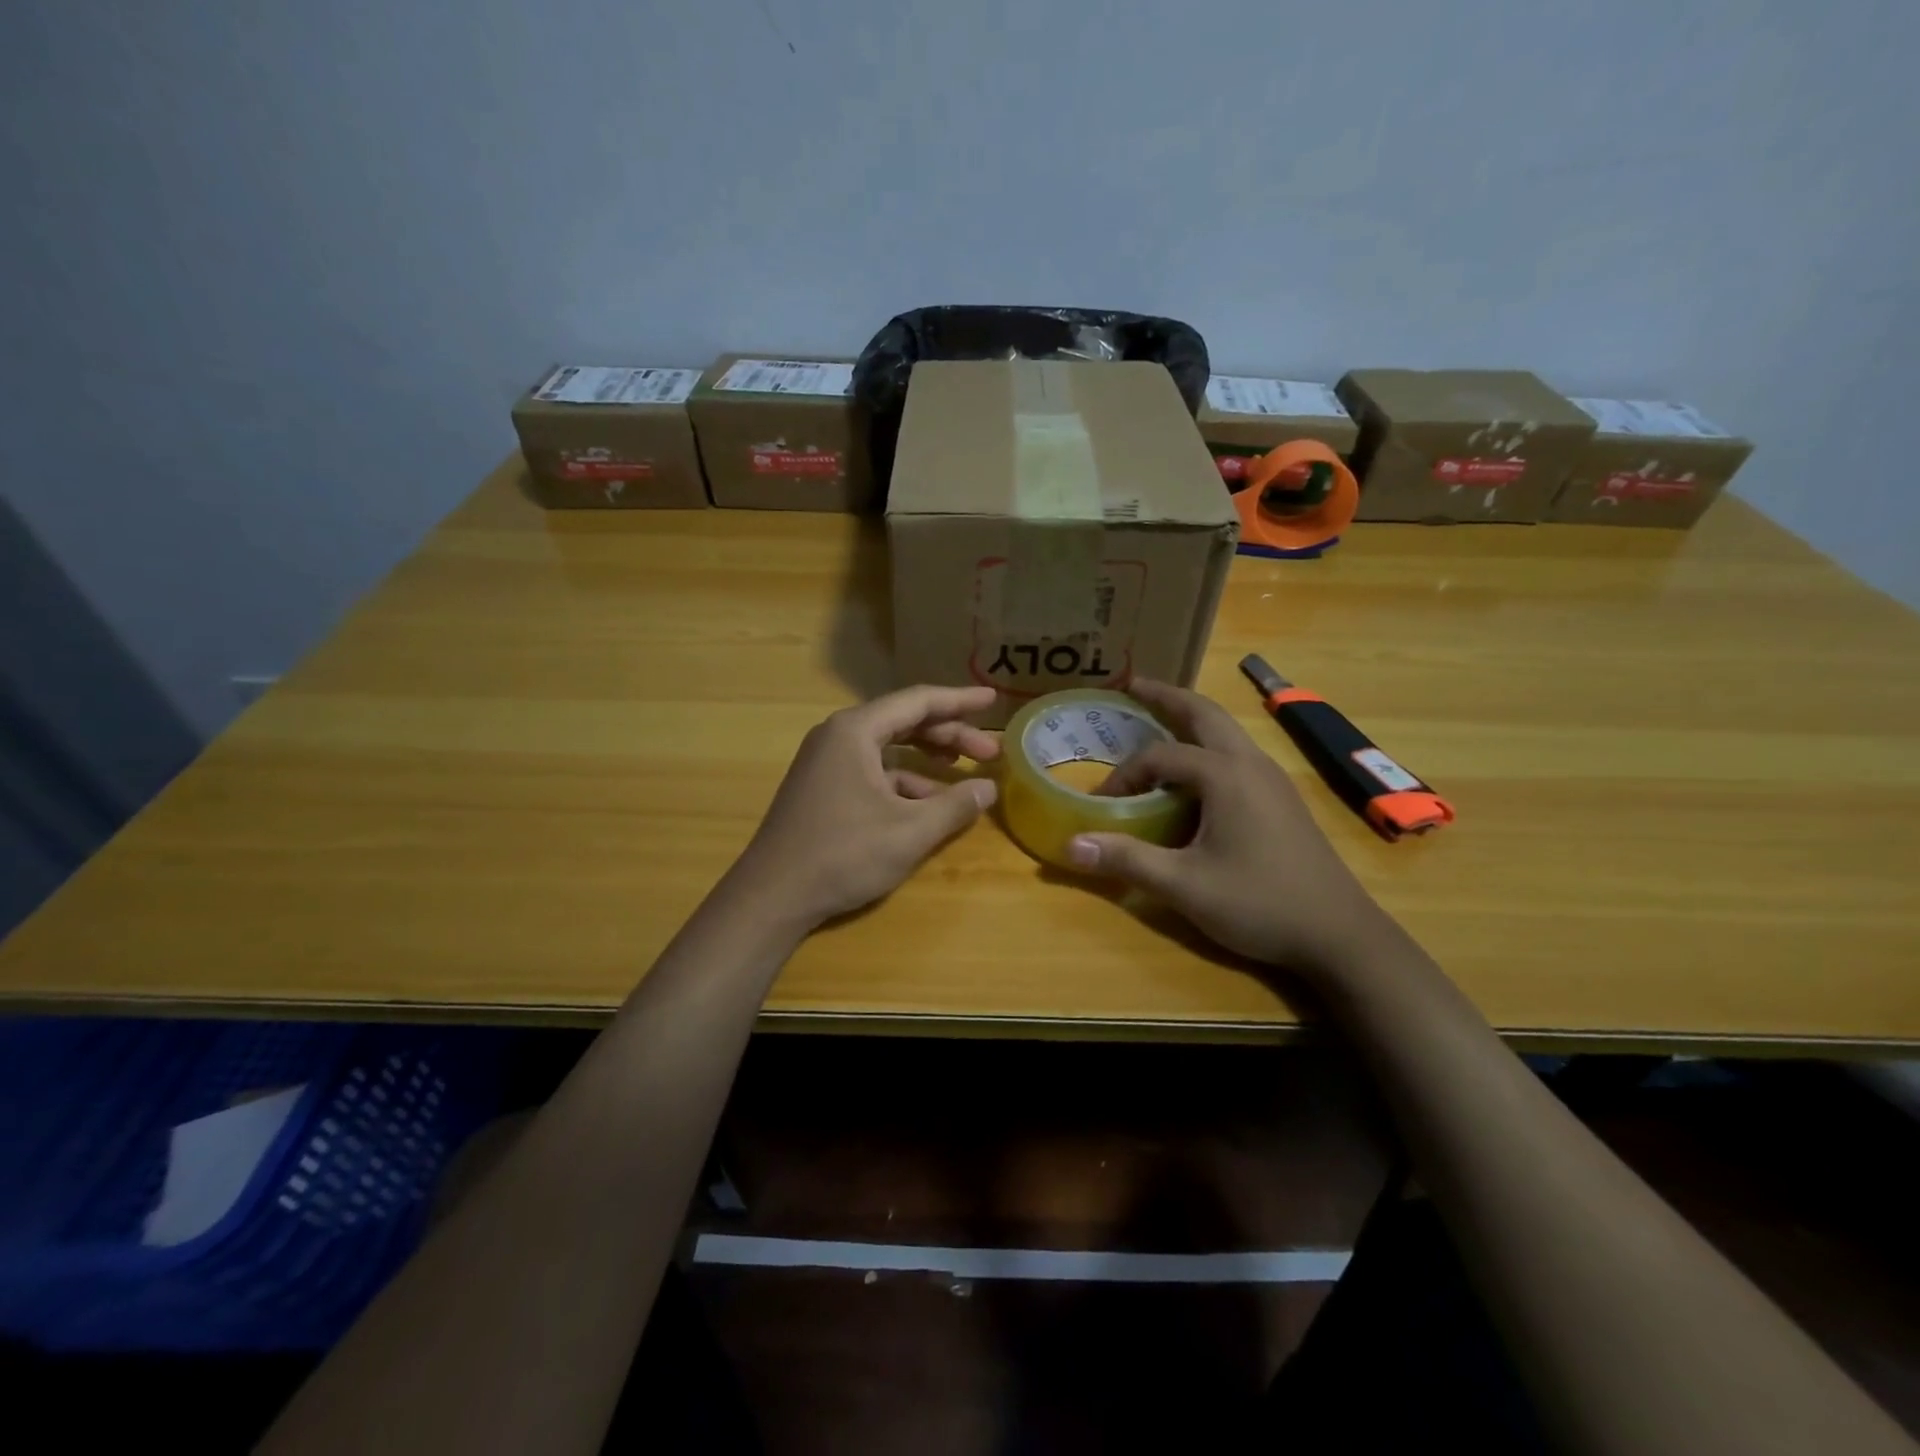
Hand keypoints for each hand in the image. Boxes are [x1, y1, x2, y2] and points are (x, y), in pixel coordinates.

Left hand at [732, 685, 1001, 929]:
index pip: (918, 701)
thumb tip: (988, 788)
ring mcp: (827, 762)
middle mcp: (838, 736)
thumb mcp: (909, 832)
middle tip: (989, 751)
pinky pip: (872, 771)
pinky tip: (928, 804)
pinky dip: (904, 781)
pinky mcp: (823, 787)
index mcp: (856, 730)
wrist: (772, 896)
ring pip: (889, 748)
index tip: (993, 700)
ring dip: (928, 759)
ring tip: (965, 774)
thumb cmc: (843, 854)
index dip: (960, 701)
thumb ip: (954, 806)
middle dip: (949, 735)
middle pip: (904, 721)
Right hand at [1066, 679, 1390, 977]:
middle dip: (1167, 697)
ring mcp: (1272, 779)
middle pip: (1204, 714)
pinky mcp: (1282, 798)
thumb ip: (1127, 860)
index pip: (1160, 757)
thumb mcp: (1184, 886)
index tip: (1102, 803)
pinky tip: (1196, 773)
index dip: (1124, 775)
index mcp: (1225, 775)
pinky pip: (1237, 754)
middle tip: (1133, 686)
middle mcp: (1250, 763)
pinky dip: (1208, 744)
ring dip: (1191, 719)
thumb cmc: (1260, 904)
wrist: (1339, 934)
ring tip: (1160, 719)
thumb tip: (1069, 846)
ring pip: (1226, 731)